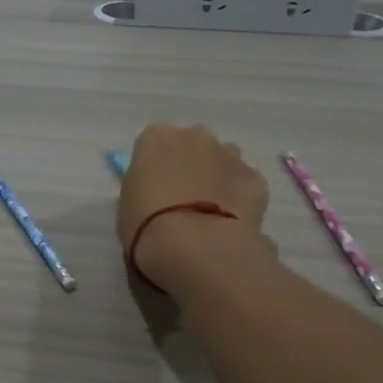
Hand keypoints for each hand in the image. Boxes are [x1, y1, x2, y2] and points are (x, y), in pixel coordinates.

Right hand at [117, 123, 275, 295]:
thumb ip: (143, 186)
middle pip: (193, 144)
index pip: (155, 143)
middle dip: (190, 164)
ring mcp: (230, 154)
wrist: (194, 246)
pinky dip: (240, 197)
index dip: (156, 166)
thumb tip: (157, 190)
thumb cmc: (146, 224)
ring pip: (224, 159)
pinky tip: (232, 222)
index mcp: (156, 138)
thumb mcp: (127, 203)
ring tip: (211, 211)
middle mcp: (195, 136)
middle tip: (184, 198)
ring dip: (217, 177)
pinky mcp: (255, 178)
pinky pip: (245, 184)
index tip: (155, 189)